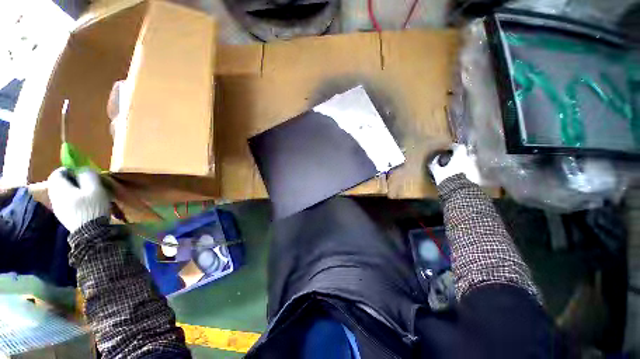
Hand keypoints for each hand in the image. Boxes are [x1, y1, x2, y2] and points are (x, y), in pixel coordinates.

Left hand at [47, 168, 110, 232]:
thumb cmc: (93, 207)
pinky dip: (72, 199)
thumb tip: (83, 169)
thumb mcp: (95, 188)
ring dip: (71, 190)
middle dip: (70, 181)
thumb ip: (88, 176)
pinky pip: (64, 202)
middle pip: (58, 183)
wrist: (90, 232)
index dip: (69, 170)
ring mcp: (57, 208)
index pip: (57, 173)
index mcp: (60, 188)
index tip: (81, 173)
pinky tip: (83, 204)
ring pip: (61, 193)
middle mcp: (54, 196)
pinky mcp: (62, 216)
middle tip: (85, 183)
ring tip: (86, 194)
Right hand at [428, 144, 481, 185]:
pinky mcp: (479, 178)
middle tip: (454, 159)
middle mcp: (470, 160)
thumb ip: (434, 165)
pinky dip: (468, 173)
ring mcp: (476, 169)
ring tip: (458, 169)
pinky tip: (462, 177)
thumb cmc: (447, 178)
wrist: (459, 192)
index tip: (449, 148)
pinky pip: (473, 172)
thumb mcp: (437, 171)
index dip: (454, 147)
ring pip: (471, 163)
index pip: (459, 146)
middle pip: (467, 154)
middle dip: (462, 156)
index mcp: (461, 156)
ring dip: (466, 164)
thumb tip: (432, 161)